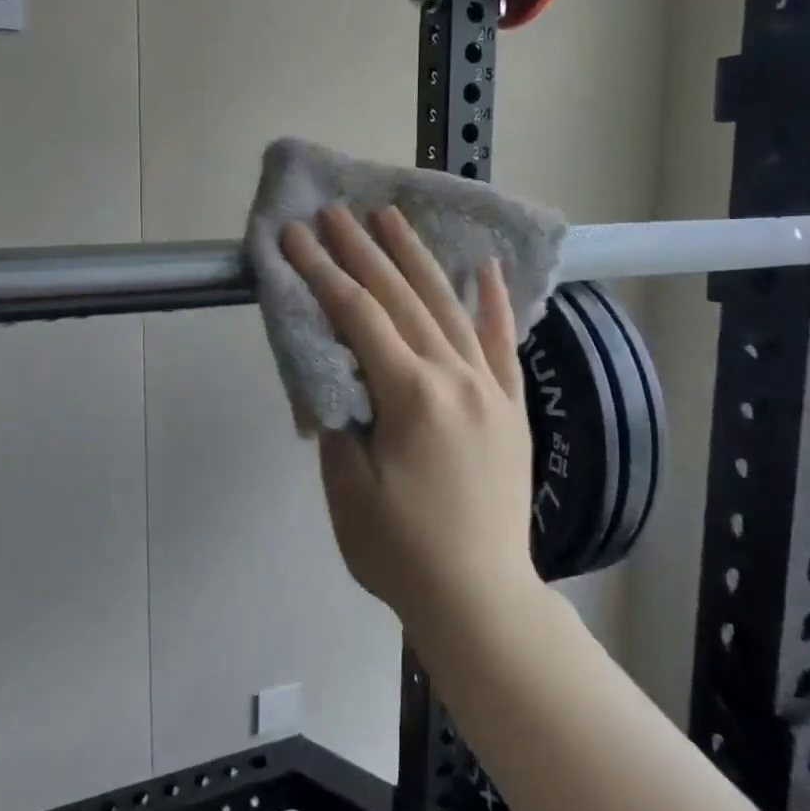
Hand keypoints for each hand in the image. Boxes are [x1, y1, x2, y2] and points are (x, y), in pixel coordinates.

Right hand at [280, 205, 536, 630]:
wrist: (481, 598)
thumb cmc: (402, 552)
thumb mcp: (348, 492)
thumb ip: (341, 420)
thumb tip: (338, 376)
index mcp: (411, 396)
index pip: (358, 316)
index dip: (323, 272)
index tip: (297, 235)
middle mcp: (454, 377)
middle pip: (401, 298)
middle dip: (363, 251)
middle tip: (336, 212)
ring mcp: (489, 388)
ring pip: (449, 307)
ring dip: (417, 259)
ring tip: (392, 219)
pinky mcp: (512, 406)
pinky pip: (501, 343)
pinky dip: (493, 302)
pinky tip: (485, 267)